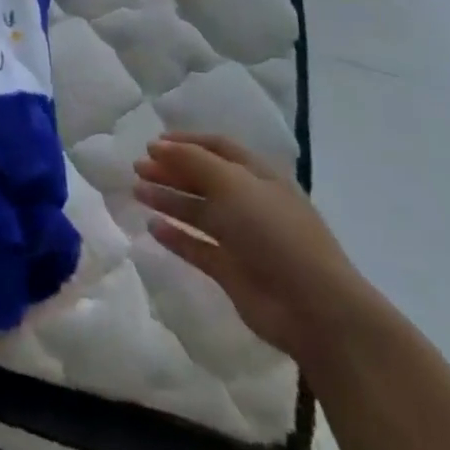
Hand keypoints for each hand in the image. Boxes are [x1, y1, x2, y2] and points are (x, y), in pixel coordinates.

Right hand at [133, 132, 374, 363]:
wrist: (312, 307)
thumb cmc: (274, 232)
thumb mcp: (233, 184)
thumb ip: (192, 161)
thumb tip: (157, 146)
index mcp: (259, 177)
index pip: (219, 148)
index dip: (186, 142)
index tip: (152, 144)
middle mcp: (250, 203)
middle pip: (204, 179)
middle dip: (171, 170)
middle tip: (137, 168)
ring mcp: (241, 238)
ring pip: (198, 212)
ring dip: (168, 199)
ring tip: (137, 192)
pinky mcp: (231, 270)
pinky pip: (197, 247)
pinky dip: (175, 237)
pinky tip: (152, 228)